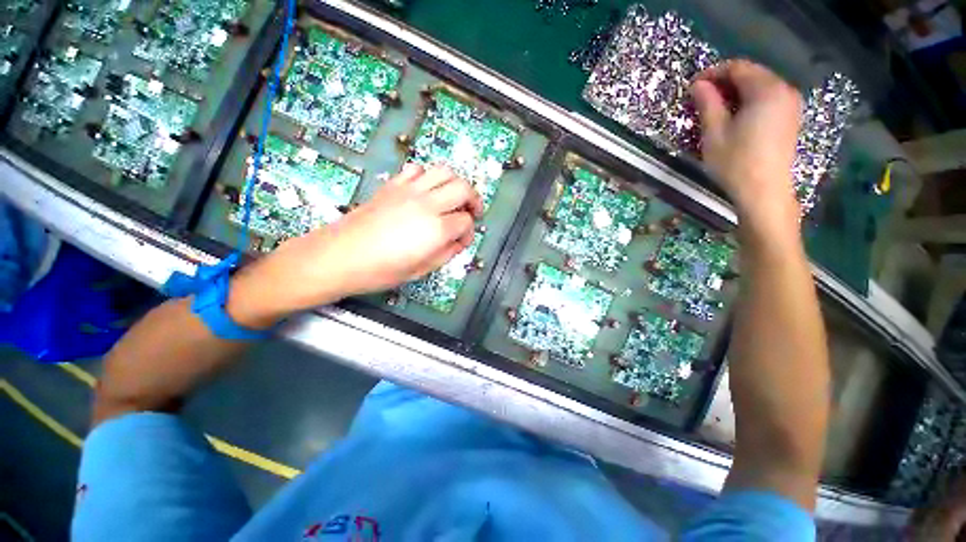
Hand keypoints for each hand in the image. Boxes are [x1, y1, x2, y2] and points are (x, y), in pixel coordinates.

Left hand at [227, 164, 481, 326]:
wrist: (340, 256)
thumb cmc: (381, 270)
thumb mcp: (421, 270)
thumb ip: (447, 253)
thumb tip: (458, 241)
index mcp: (436, 229)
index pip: (466, 222)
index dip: (469, 233)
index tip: (462, 241)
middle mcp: (427, 204)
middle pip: (463, 188)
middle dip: (473, 200)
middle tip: (471, 212)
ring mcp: (409, 191)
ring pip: (444, 171)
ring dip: (455, 183)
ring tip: (453, 198)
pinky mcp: (393, 185)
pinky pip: (418, 169)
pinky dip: (428, 176)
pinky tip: (426, 191)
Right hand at [690, 59, 802, 230]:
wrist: (764, 192)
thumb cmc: (735, 162)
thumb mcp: (714, 133)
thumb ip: (708, 104)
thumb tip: (698, 85)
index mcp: (766, 90)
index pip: (737, 67)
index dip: (713, 73)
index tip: (693, 86)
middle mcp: (783, 90)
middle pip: (751, 74)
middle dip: (724, 82)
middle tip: (701, 98)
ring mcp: (790, 105)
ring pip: (760, 86)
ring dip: (736, 92)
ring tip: (714, 108)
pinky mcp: (790, 119)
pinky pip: (768, 99)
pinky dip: (749, 101)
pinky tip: (734, 116)